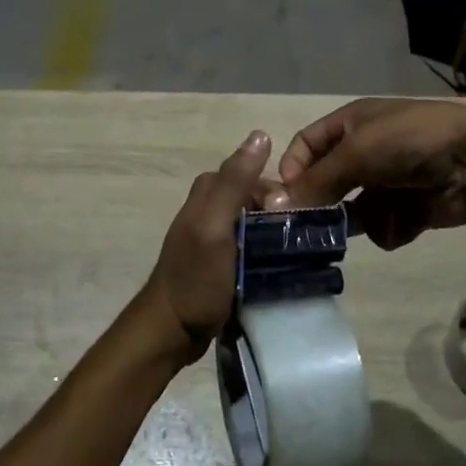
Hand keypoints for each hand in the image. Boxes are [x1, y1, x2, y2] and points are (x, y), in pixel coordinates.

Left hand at [132, 130, 276, 363]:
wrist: (172, 331)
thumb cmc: (195, 277)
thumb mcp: (215, 225)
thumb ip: (235, 182)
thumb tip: (261, 135)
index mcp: (207, 192)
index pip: (252, 174)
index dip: (274, 191)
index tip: (289, 216)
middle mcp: (210, 208)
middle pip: (256, 197)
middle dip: (277, 212)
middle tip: (291, 240)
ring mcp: (215, 236)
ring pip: (256, 221)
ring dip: (275, 233)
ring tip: (293, 255)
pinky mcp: (223, 260)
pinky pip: (253, 244)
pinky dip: (267, 250)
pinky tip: (281, 266)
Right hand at [274, 98, 465, 249]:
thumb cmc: (408, 141)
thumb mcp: (356, 152)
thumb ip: (317, 180)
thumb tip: (275, 204)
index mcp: (350, 125)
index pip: (306, 146)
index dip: (293, 169)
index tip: (285, 200)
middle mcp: (365, 152)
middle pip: (327, 183)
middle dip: (323, 204)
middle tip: (311, 229)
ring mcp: (387, 183)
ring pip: (352, 212)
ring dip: (359, 219)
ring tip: (373, 219)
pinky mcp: (409, 209)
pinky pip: (382, 226)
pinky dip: (390, 226)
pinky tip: (406, 221)